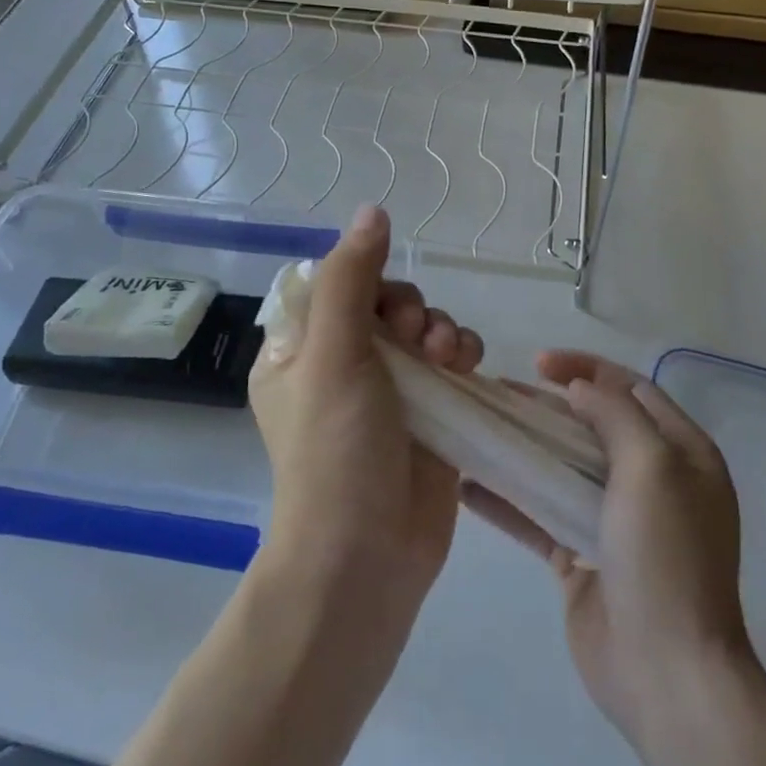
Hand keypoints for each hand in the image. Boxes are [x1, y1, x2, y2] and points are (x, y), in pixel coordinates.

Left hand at [249, 205, 483, 607]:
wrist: (368, 555)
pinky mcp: (429, 411)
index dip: (363, 278)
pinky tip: (466, 365)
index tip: (378, 297)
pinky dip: (460, 351)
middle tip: (413, 335)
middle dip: (407, 307)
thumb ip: (350, 278)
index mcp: (299, 350)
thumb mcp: (332, 354)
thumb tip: (371, 210)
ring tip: (447, 354)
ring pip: (421, 326)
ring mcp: (388, 389)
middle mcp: (340, 364)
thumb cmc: (335, 451)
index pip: (332, 285)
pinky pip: (449, 359)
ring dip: (439, 326)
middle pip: (382, 300)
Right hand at [463, 351, 762, 756]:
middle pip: (591, 425)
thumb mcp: (652, 466)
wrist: (667, 674)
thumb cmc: (664, 556)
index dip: (586, 368)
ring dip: (522, 446)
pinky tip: (467, 486)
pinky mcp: (581, 557)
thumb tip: (579, 387)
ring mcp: (614, 521)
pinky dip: (508, 500)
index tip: (540, 363)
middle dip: (546, 405)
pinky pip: (540, 516)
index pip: (631, 389)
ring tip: (477, 427)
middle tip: (498, 391)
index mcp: (682, 454)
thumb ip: (615, 414)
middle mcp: (651, 481)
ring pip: (562, 467)